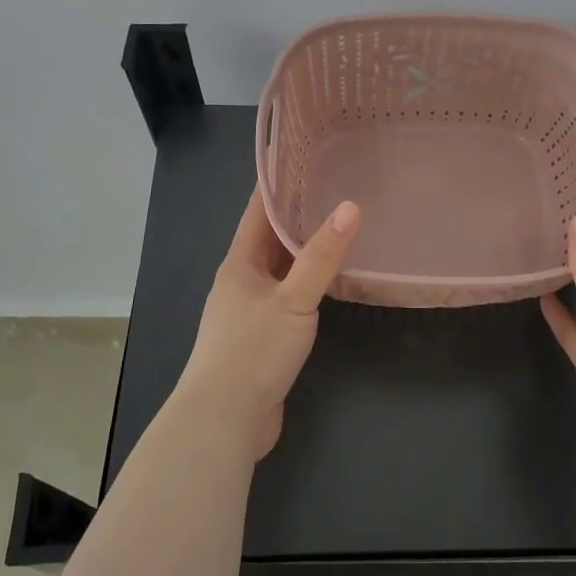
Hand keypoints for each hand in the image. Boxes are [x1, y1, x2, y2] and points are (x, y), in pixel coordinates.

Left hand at [176, 190, 360, 458]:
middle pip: (269, 237)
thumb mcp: (292, 300)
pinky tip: (330, 281)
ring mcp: (250, 310)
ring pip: (280, 268)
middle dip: (296, 213)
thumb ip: (321, 257)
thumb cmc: (252, 351)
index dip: (277, 182)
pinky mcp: (262, 337)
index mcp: (240, 263)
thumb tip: (351, 207)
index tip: (301, 155)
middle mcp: (242, 280)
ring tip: (336, 225)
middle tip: (333, 185)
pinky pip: (287, 296)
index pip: (258, 210)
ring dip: (302, 249)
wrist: (224, 420)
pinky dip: (306, 283)